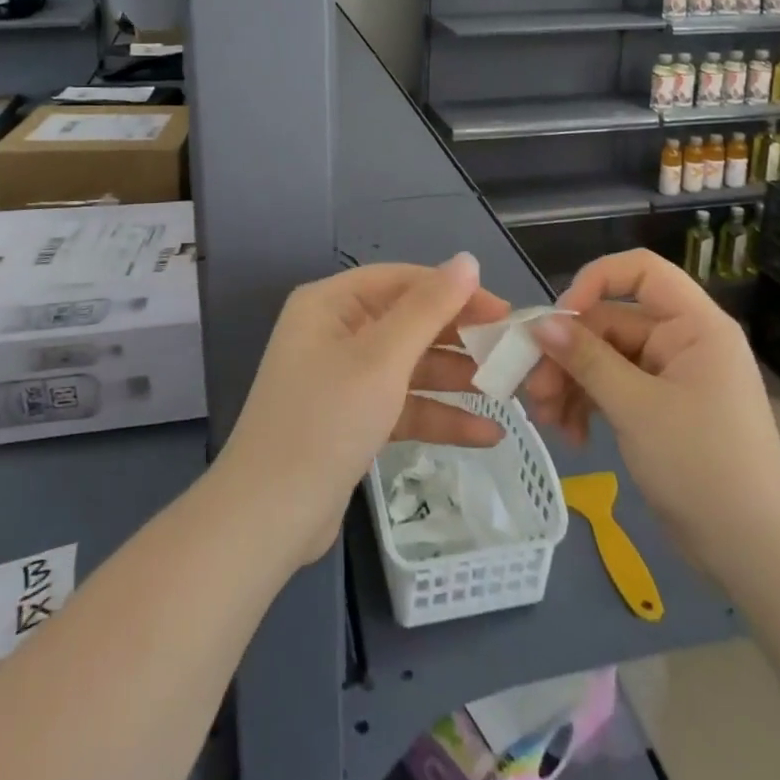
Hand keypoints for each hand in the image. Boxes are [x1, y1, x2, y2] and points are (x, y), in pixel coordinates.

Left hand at [214, 253, 509, 566]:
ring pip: (411, 367)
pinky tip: (486, 435)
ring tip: (507, 394)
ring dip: (455, 380)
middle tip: (511, 355)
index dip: (454, 291)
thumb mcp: (382, 359)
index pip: (403, 281)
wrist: (268, 519)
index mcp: (331, 304)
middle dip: (459, 340)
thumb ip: (429, 308)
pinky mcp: (353, 420)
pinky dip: (439, 416)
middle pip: (409, 323)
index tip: (503, 311)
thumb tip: (467, 260)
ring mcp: (344, 378)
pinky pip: (403, 405)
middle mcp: (335, 332)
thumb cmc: (325, 421)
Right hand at [525, 250, 779, 567]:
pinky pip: (614, 388)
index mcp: (694, 325)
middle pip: (611, 322)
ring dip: (572, 382)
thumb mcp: (636, 408)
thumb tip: (540, 323)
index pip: (641, 271)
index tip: (558, 318)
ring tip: (546, 418)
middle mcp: (683, 340)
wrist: (755, 555)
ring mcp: (671, 377)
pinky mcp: (660, 409)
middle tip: (532, 387)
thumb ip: (586, 360)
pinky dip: (589, 405)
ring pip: (606, 358)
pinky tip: (573, 436)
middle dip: (568, 353)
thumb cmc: (703, 466)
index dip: (596, 281)